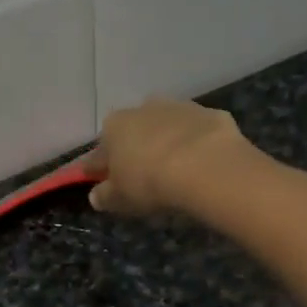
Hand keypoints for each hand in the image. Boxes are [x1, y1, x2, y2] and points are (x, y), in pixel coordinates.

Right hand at [88, 98, 252, 216]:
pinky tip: (203, 162)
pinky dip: (198, 143)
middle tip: (143, 174)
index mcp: (114, 127)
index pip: (100, 151)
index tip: (102, 181)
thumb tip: (96, 196)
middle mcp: (143, 109)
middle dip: (136, 149)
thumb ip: (105, 196)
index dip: (100, 168)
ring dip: (168, 142)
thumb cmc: (150, 182)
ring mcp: (179, 108)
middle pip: (135, 131)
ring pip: (167, 126)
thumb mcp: (120, 198)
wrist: (204, 166)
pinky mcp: (210, 114)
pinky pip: (198, 131)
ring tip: (176, 168)